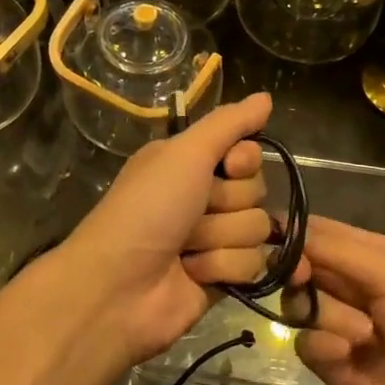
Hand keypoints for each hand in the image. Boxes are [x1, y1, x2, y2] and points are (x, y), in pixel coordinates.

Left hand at [47, 92, 279, 366]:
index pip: (248, 153)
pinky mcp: (223, 278)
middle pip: (256, 191)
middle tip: (191, 214)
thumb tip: (266, 96)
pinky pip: (255, 265)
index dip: (244, 161)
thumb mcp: (184, 153)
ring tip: (186, 248)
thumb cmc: (147, 209)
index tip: (229, 167)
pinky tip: (194, 274)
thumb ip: (228, 124)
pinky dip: (223, 268)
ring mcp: (214, 239)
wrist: (119, 287)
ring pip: (258, 229)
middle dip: (227, 204)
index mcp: (190, 163)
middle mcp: (203, 196)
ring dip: (221, 238)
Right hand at [293, 217, 384, 384]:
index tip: (280, 243)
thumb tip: (279, 222)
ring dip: (326, 315)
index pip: (319, 231)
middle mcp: (356, 286)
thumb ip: (337, 249)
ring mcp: (343, 328)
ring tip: (363, 337)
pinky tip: (347, 359)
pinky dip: (322, 347)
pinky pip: (304, 343)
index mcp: (376, 256)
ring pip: (299, 303)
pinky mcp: (333, 367)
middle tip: (306, 279)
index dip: (294, 233)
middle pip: (301, 265)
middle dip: (301, 272)